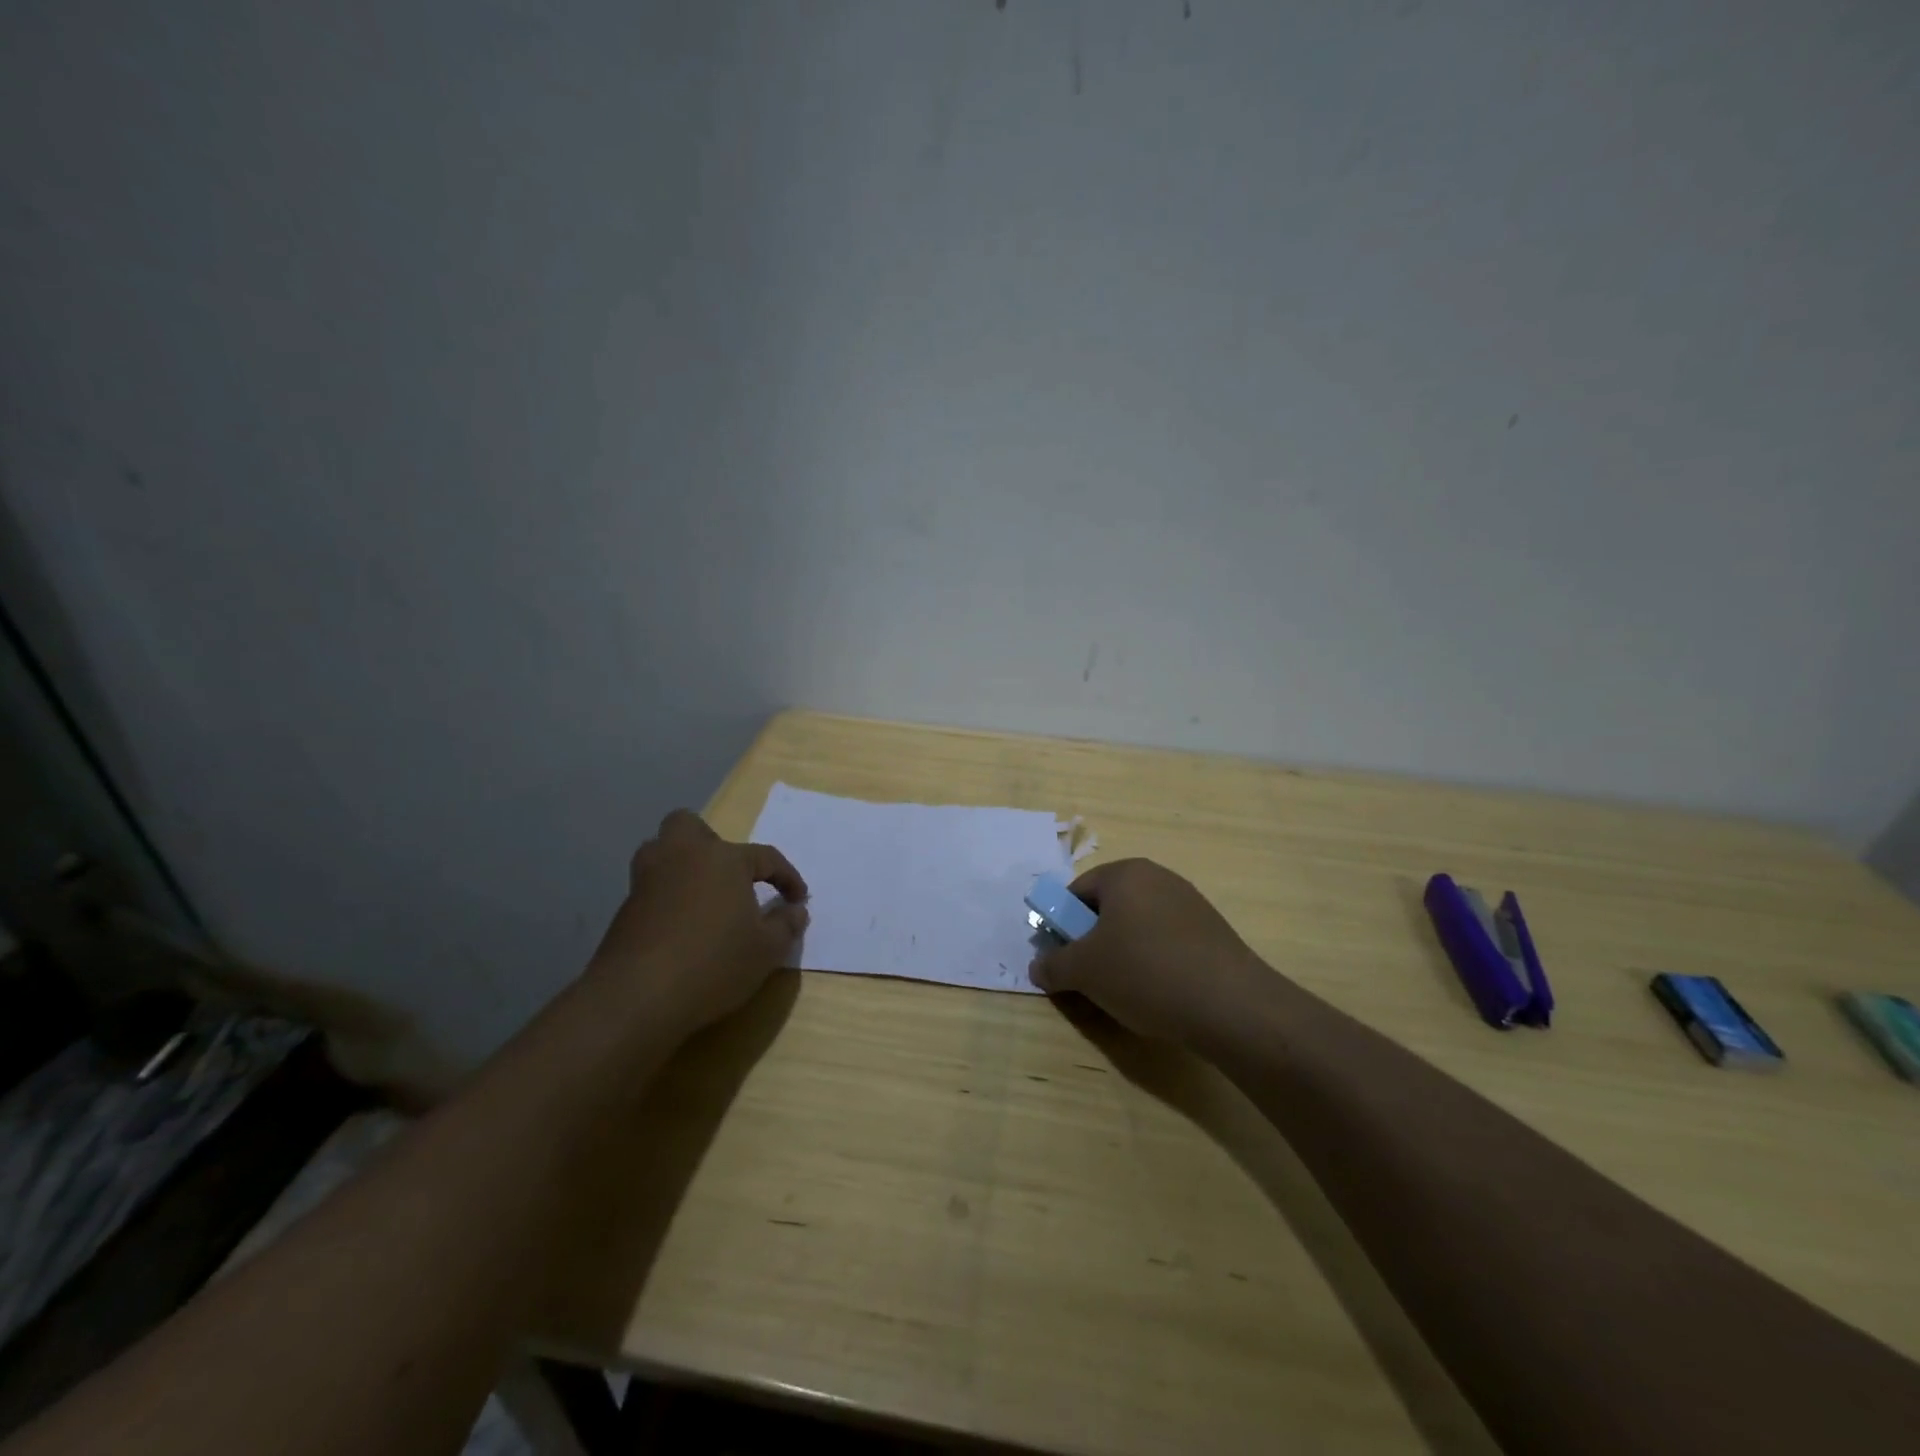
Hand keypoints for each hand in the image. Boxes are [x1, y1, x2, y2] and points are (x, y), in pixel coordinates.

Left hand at [588, 809, 808, 1034]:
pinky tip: (680, 929)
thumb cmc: (714, 963)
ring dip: (680, 866)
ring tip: (702, 897)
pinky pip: (650, 889)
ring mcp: (647, 881)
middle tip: (728, 876)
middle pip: (689, 826)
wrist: (637, 998)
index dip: (787, 877)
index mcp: (723, 859)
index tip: (798, 900)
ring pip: (660, 852)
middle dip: (709, 842)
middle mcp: (682, 857)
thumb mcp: (767, 950)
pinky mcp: (624, 910)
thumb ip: (786, 924)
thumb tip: (795, 910)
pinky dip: (666, 899)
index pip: (766, 857)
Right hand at [1028, 858, 1272, 1044]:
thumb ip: (1053, 965)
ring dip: (1122, 955)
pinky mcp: (1212, 932)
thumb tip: (1038, 967)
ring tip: (1123, 993)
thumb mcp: (1084, 971)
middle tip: (1087, 978)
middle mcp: (1159, 878)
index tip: (1061, 958)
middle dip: (1092, 942)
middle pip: (1108, 908)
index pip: (1077, 891)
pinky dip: (1153, 963)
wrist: (1231, 1006)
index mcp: (1126, 874)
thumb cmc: (1145, 973)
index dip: (1061, 925)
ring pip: (1138, 927)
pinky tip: (1157, 995)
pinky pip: (1166, 942)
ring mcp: (1190, 904)